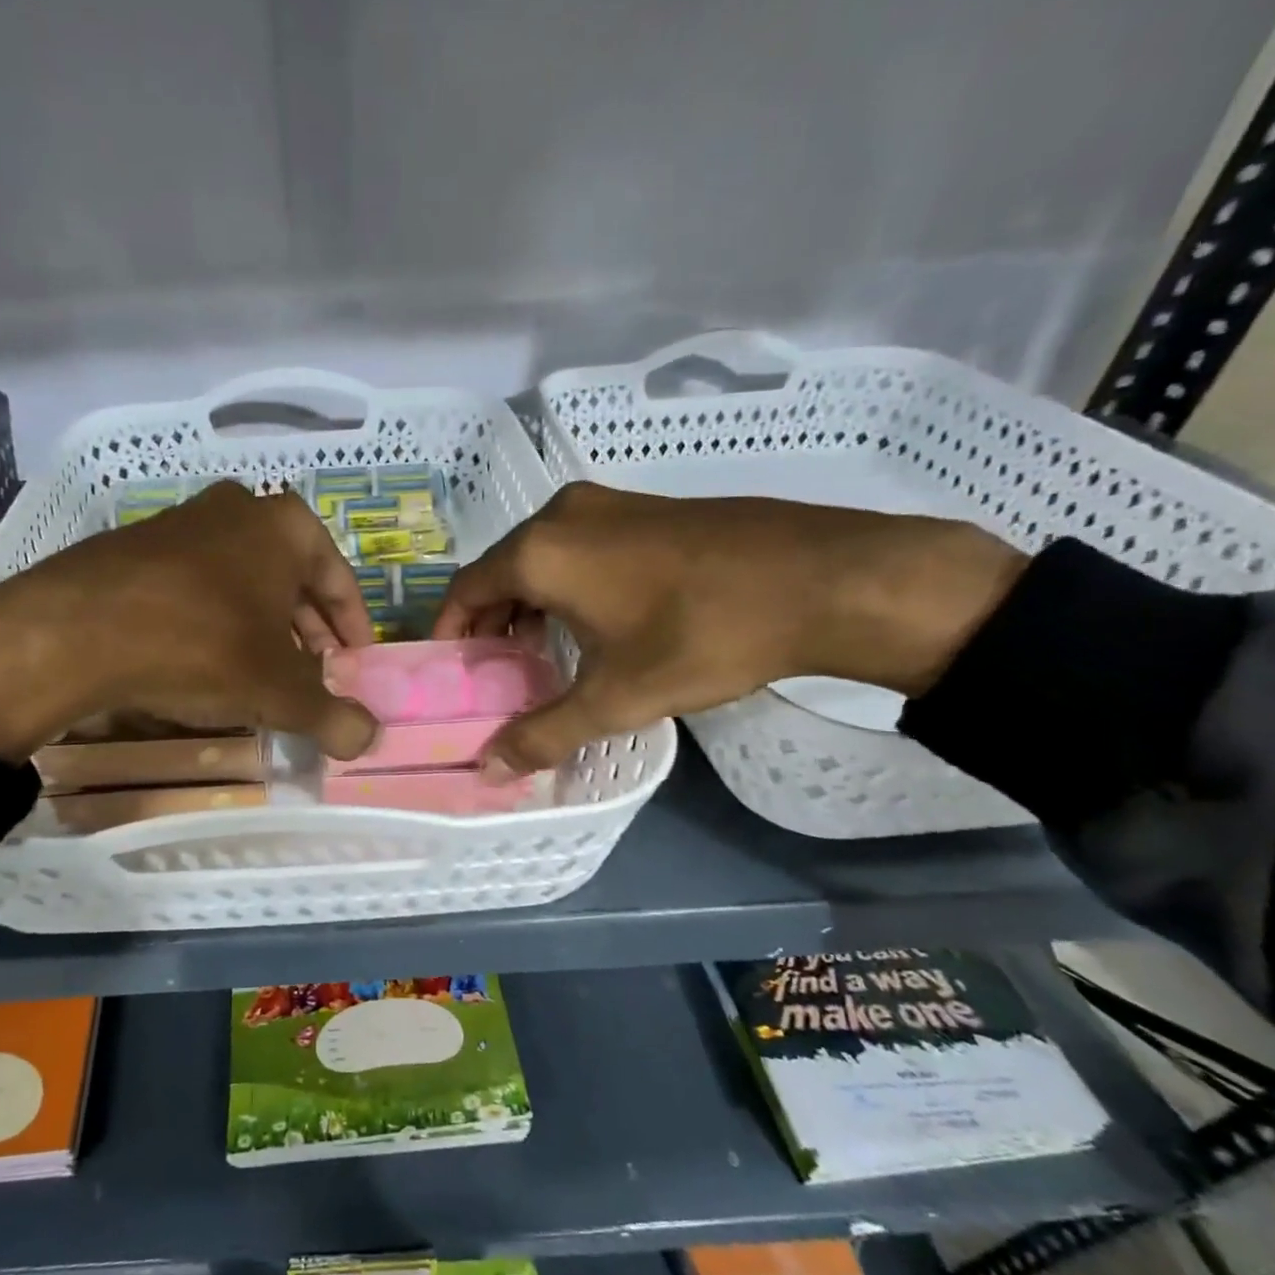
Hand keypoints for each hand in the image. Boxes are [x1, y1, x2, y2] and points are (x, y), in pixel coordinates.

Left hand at [0, 483, 378, 762]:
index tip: (355, 668)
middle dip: (308, 633)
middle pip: (292, 580)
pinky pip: (199, 587)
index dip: (353, 631)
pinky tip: (207, 663)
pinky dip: (217, 621)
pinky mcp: (137, 547)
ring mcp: (182, 522)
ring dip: (262, 628)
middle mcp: (238, 510)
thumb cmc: (202, 646)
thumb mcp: (279, 690)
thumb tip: (369, 738)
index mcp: (285, 526)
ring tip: (262, 675)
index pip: (340, 581)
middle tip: (313, 678)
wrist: (76, 631)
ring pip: (244, 582)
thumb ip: (333, 715)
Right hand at [432, 484, 1027, 777]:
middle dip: (490, 623)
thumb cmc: (703, 635)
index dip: (450, 632)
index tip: (450, 671)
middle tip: (494, 673)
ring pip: (541, 558)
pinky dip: (564, 584)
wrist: (825, 579)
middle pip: (500, 571)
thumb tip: (489, 770)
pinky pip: (578, 547)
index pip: (466, 590)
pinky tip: (591, 623)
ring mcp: (607, 504)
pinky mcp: (644, 507)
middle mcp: (561, 515)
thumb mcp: (617, 697)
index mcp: (540, 551)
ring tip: (538, 655)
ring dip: (528, 604)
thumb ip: (544, 733)